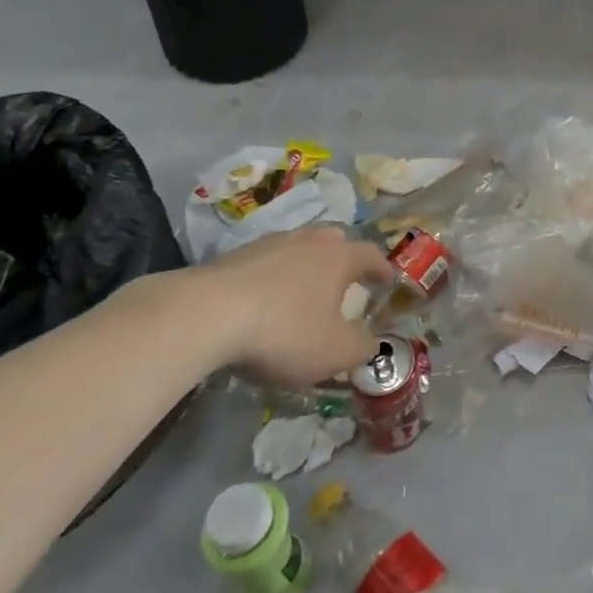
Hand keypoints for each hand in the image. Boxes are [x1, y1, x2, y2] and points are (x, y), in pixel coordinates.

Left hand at [182, 226, 392, 387]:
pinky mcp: (231, 258)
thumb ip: (362, 347)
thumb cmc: (284, 331)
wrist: (204, 316)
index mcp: (339, 257)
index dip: (382, 270)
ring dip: (304, 269)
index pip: (371, 255)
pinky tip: (262, 303)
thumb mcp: (334, 351)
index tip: (388, 281)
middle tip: (344, 283)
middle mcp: (308, 241)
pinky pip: (264, 265)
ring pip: (297, 250)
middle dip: (343, 261)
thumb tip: (372, 342)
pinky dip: (271, 280)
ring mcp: (268, 245)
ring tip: (302, 293)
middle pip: (333, 243)